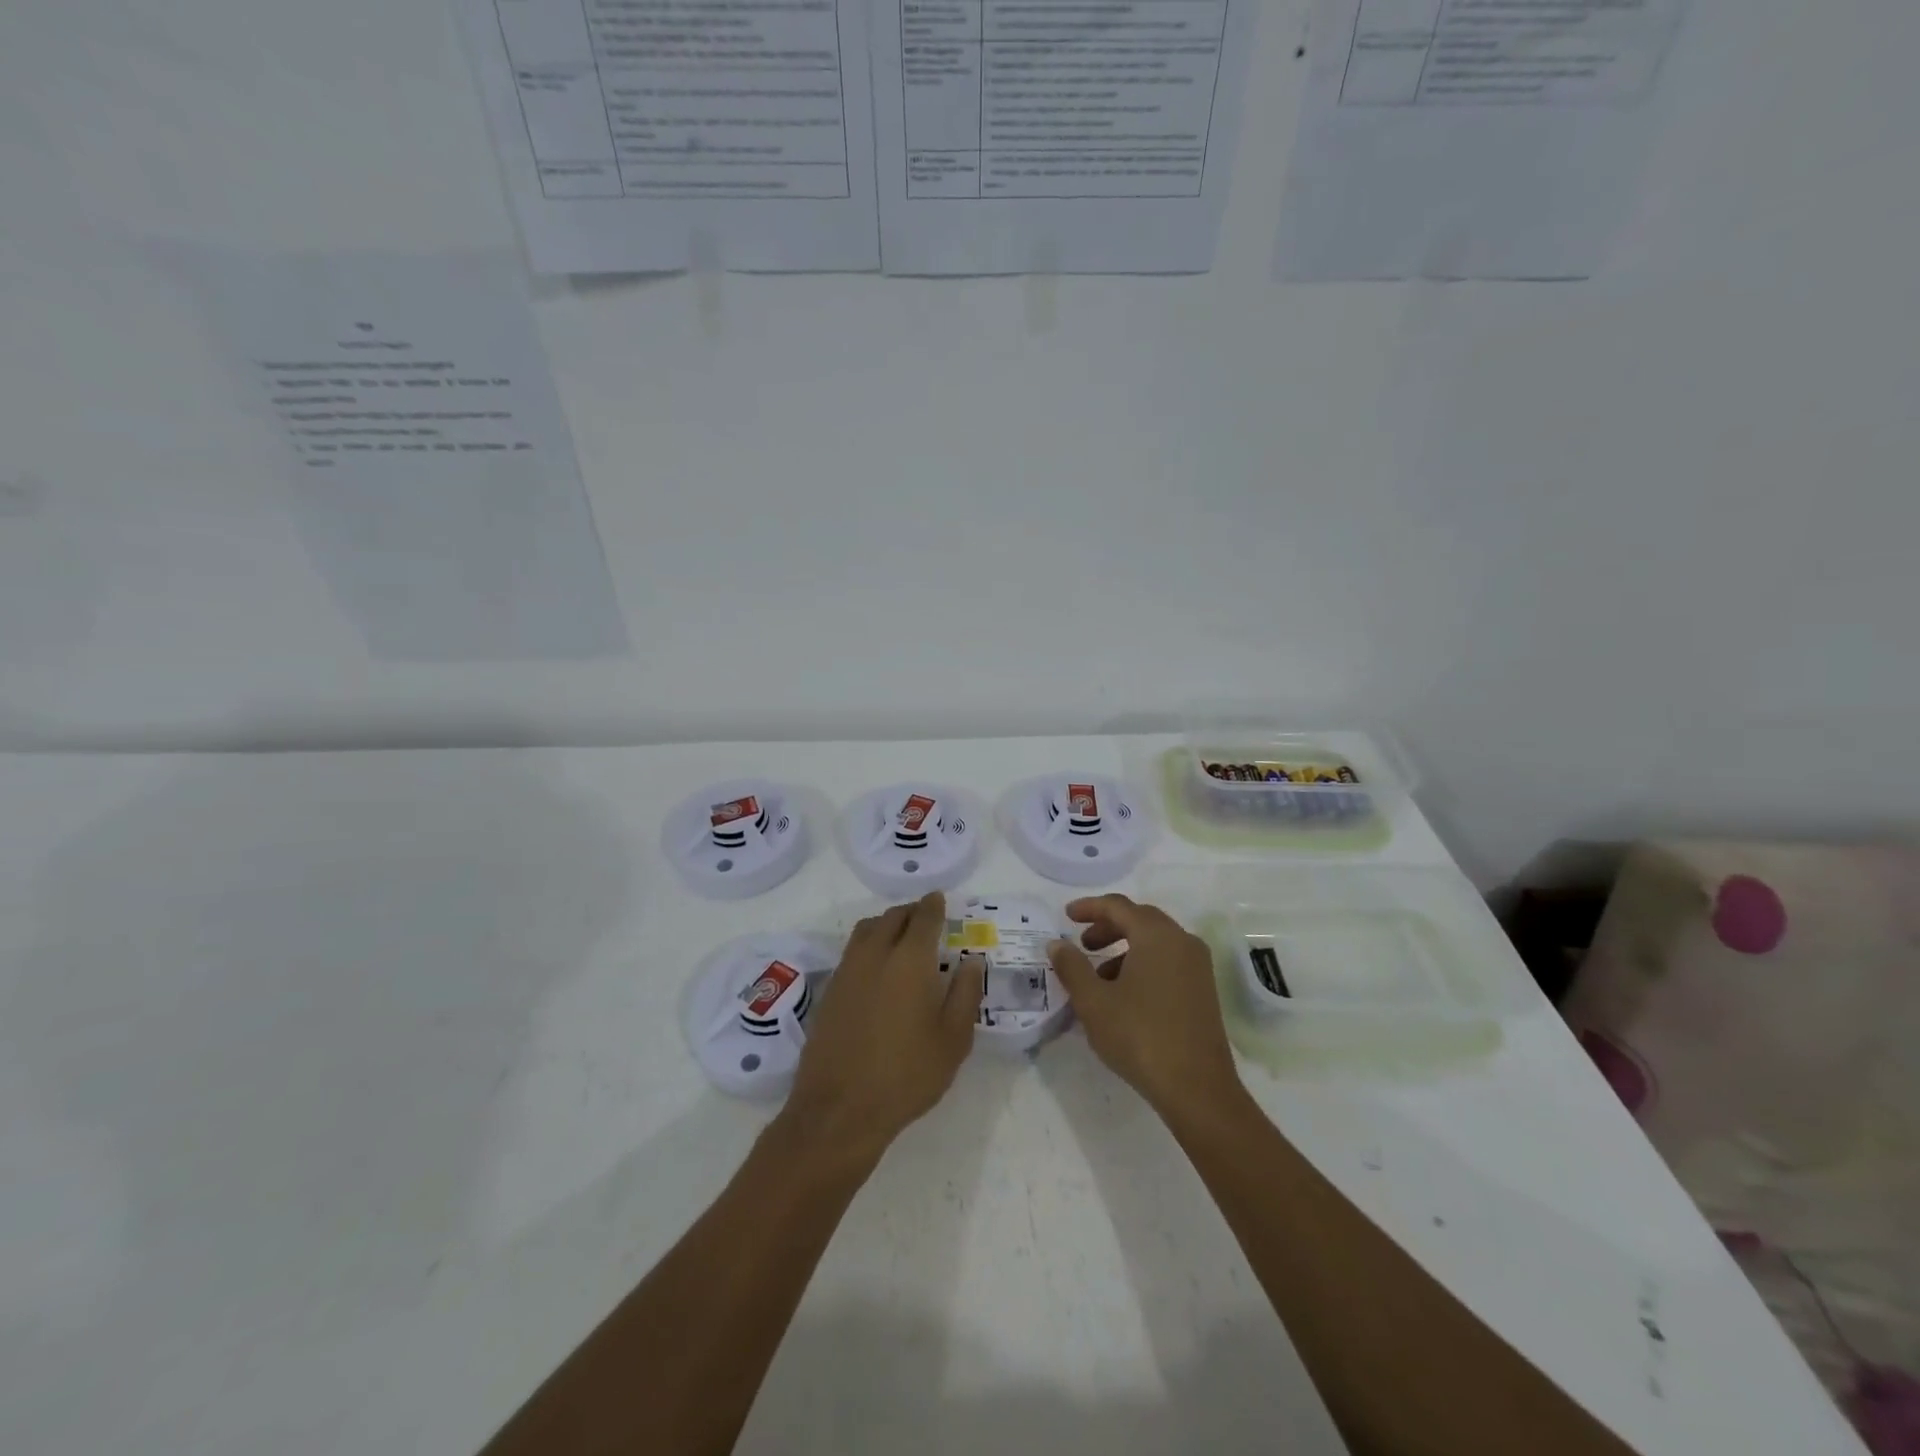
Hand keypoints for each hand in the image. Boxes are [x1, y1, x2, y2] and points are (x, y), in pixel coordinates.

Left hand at [783, 892, 982, 1161]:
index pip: (923, 917)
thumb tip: (972, 960)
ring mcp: (847, 971)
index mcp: (910, 960)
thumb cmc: (907, 1075)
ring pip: (867, 929)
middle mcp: (875, 954)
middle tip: (926, 918)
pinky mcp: (830, 990)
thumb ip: (966, 993)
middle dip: (911, 911)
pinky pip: (852, 951)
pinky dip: (868, 944)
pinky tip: (878, 967)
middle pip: (893, 917)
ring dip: (886, 923)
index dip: (934, 905)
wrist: (840, 1109)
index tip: (940, 899)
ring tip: (901, 937)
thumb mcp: (953, 1039)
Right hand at [1048, 894, 1243, 1120]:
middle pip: (1139, 919)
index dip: (1089, 907)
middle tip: (1082, 943)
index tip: (1066, 915)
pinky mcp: (1203, 989)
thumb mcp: (1093, 1001)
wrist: (1197, 1088)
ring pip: (1155, 942)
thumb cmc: (1140, 1036)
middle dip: (1107, 926)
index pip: (1118, 906)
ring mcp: (1197, 966)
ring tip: (1098, 976)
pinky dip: (1142, 964)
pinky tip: (1124, 995)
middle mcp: (1182, 941)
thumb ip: (1071, 967)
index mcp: (1156, 935)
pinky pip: (1168, 960)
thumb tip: (1057, 944)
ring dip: (1123, 949)